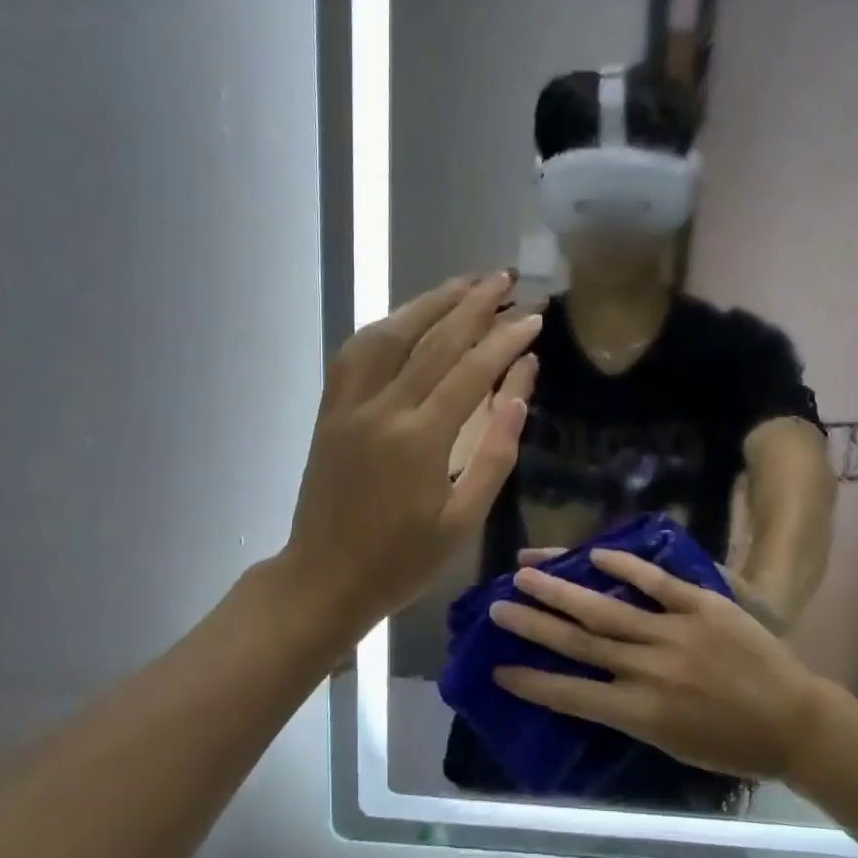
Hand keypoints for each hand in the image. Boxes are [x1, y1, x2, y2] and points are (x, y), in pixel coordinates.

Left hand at [283, 273, 540, 640]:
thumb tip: (521, 391)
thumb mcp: (462, 519)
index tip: (534, 316)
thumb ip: (495, 452)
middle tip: (506, 278)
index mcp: (420, 440)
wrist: (323, 579)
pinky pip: (356, 352)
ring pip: (390, 334)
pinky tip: (407, 316)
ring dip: (429, 302)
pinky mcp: (330, 409)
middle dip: (473, 304)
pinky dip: (386, 326)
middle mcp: (381, 408)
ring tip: (464, 283)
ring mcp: (349, 404)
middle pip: (433, 340)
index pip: (472, 370)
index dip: (506, 339)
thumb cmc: (401, 560)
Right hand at [488, 549, 835, 781]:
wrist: (795, 722)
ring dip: (564, 590)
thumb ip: (629, 714)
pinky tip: (595, 555)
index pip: (573, 696)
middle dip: (534, 624)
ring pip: (608, 609)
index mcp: (641, 714)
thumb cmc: (732, 745)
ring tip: (527, 572)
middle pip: (580, 643)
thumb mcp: (672, 745)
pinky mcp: (704, 606)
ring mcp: (677, 633)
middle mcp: (650, 671)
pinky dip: (626, 569)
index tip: (498, 668)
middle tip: (498, 605)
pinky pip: (658, 583)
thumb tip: (590, 687)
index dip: (532, 681)